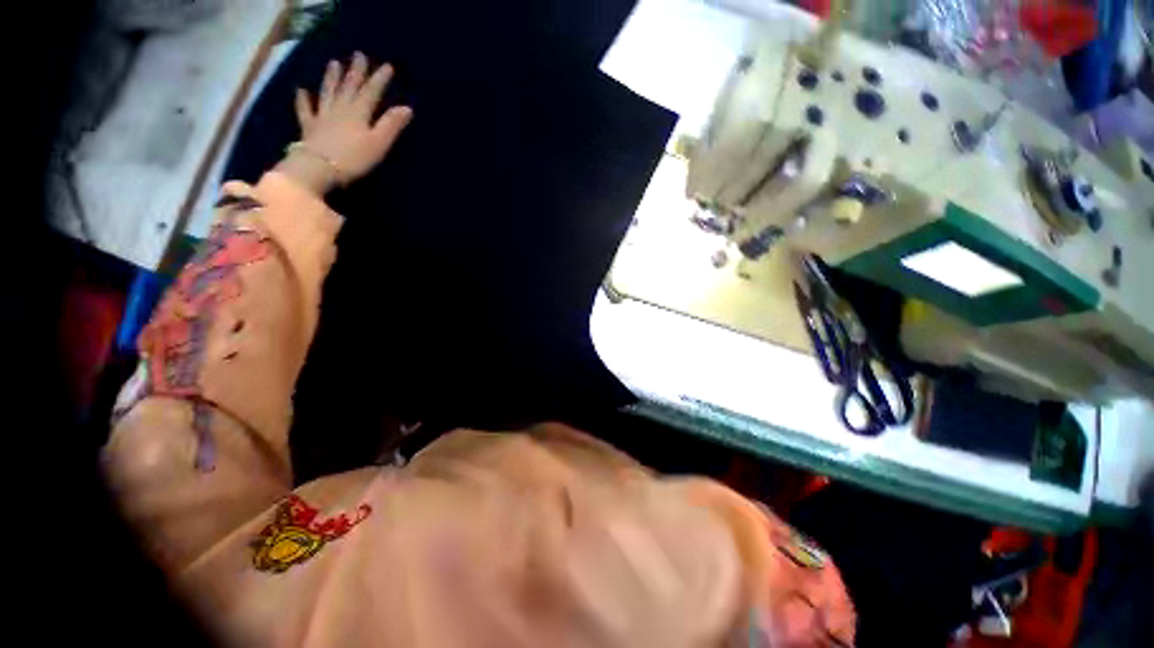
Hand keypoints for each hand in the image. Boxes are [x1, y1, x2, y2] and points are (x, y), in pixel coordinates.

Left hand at [279, 53, 412, 194]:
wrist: (319, 168)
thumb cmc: (353, 158)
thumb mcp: (378, 143)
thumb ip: (391, 125)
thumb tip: (407, 108)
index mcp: (358, 113)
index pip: (371, 92)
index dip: (379, 79)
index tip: (387, 66)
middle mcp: (340, 109)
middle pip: (349, 87)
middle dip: (356, 72)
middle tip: (359, 55)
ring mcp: (322, 116)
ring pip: (328, 92)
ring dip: (332, 78)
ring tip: (334, 64)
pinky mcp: (310, 128)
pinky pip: (305, 110)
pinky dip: (303, 100)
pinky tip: (301, 91)